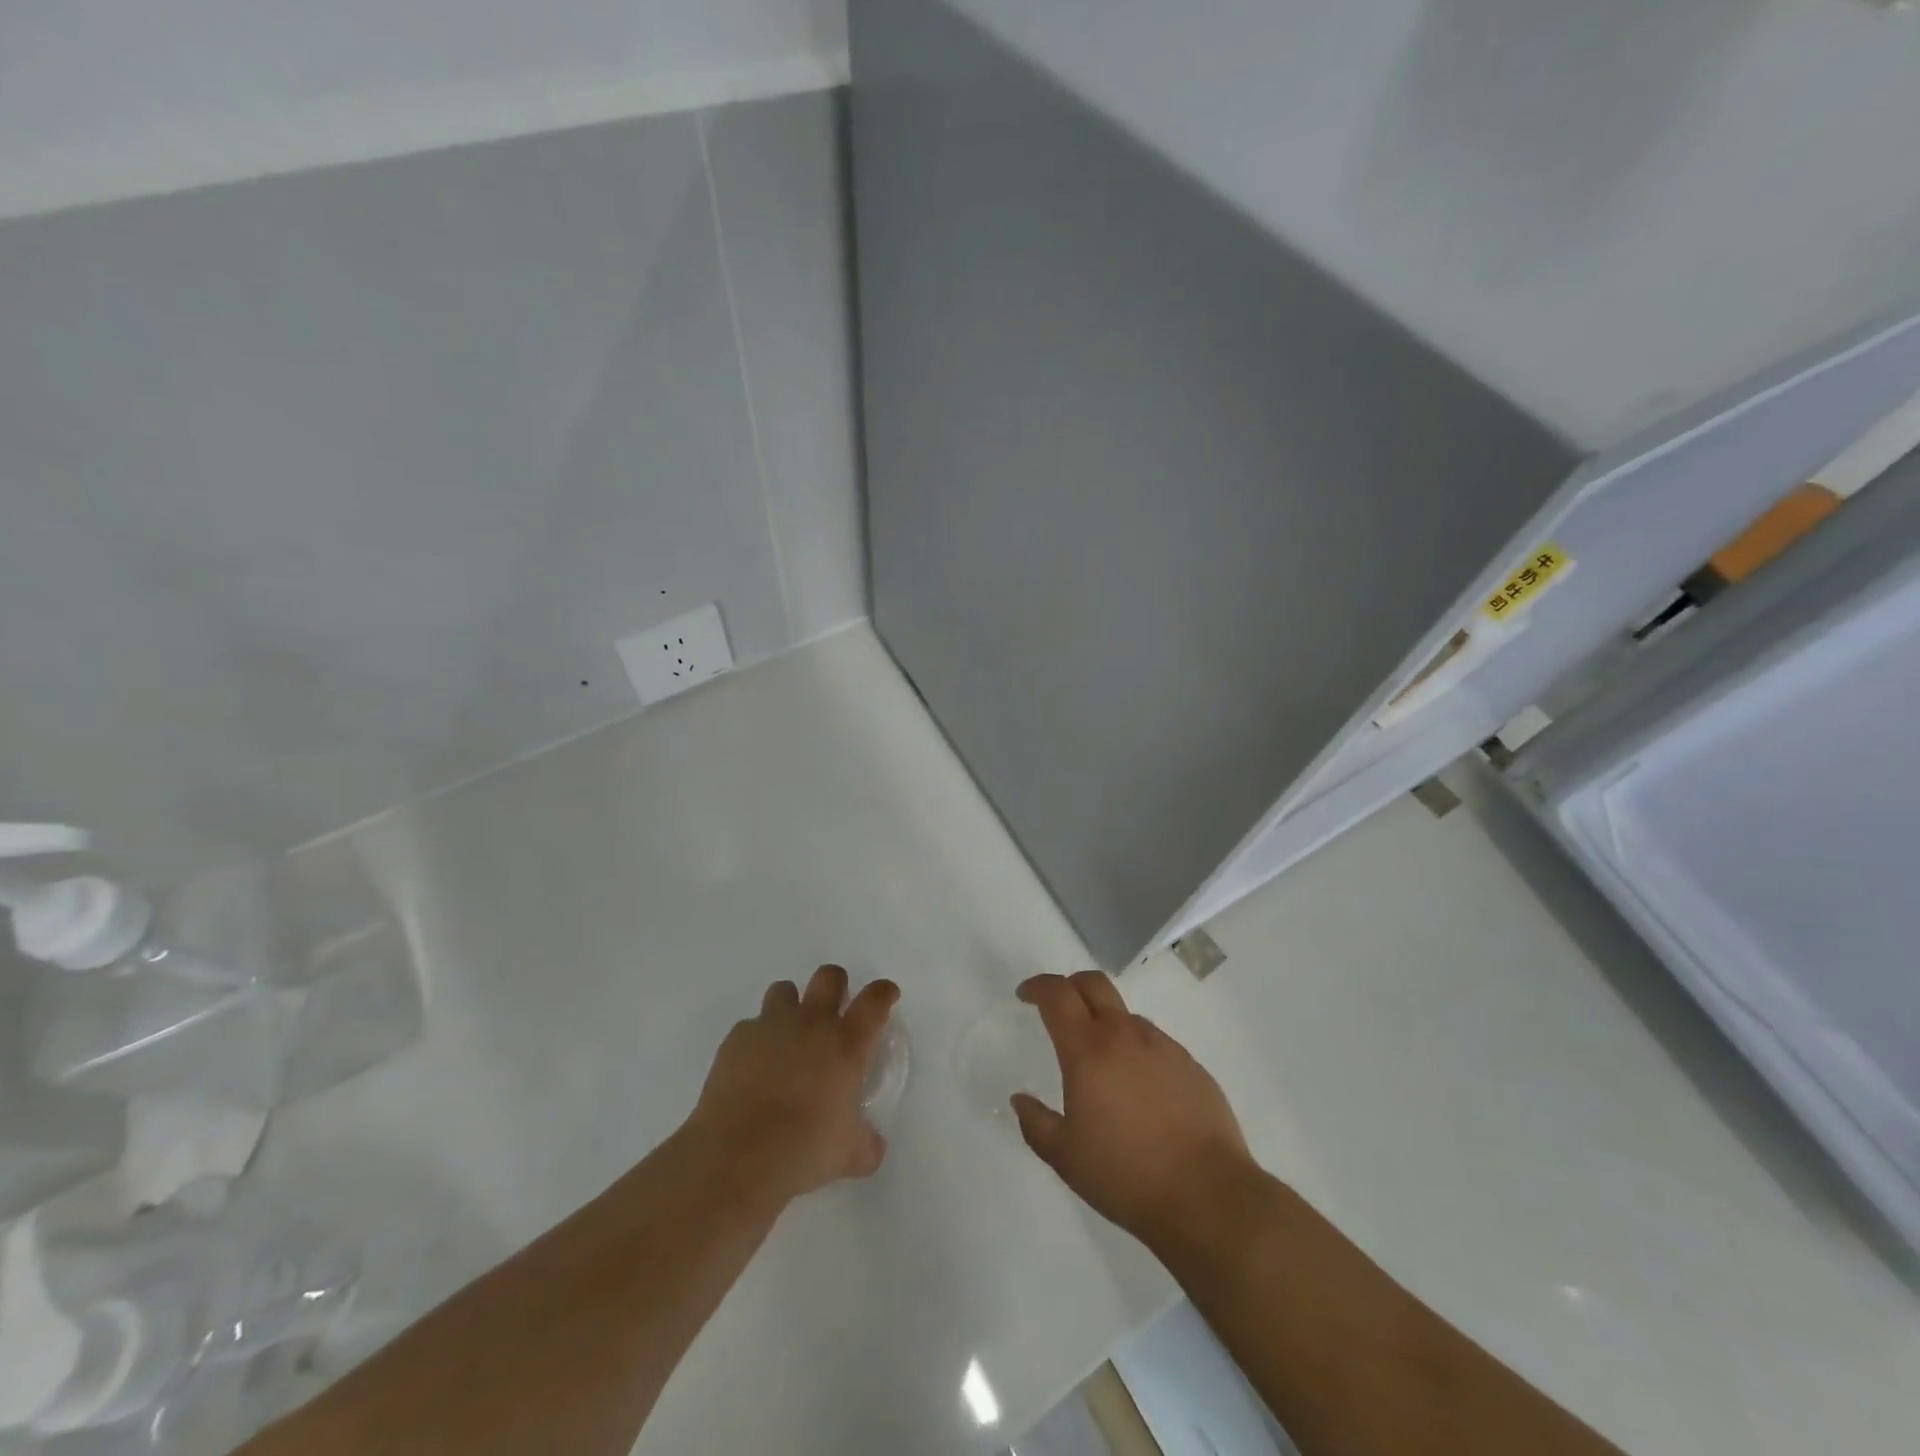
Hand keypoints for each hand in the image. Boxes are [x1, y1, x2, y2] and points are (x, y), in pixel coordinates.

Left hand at [690, 965, 899, 1202]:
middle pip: (829, 976)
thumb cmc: (804, 1149)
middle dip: (836, 985)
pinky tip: (753, 1066)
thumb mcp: (848, 1154)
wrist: (738, 1155)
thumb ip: (866, 1143)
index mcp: (846, 1044)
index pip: (875, 1000)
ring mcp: (771, 1026)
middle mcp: (812, 1023)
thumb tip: (873, 1147)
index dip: (883, 992)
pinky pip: (750, 1026)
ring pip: (785, 989)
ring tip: (788, 1035)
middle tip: (834, 1009)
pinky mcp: (737, 1038)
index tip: (886, 995)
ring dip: (791, 1005)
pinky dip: (756, 1039)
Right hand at [1012, 971, 1251, 1248]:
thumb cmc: (1126, 1175)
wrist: (1208, 1196)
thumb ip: (1036, 1124)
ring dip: (1106, 1024)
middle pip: (1094, 984)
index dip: (1037, 987)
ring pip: (1126, 1016)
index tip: (1025, 995)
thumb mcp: (1066, 1158)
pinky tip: (1140, 1092)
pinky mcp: (1191, 1064)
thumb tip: (1020, 1100)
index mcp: (1088, 1050)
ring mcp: (1162, 1046)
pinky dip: (1137, 1052)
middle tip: (1059, 1008)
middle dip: (1070, 986)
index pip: (1058, 995)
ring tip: (1102, 1066)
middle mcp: (1125, 1035)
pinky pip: (1155, 1044)